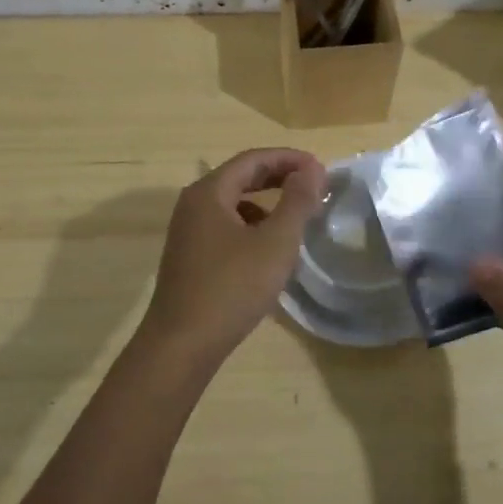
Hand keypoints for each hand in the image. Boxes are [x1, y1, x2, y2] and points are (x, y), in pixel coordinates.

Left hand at [136, 148, 326, 368]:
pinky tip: (268, 250)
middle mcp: (193, 205)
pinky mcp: (190, 257)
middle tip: (313, 185)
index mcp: (209, 193)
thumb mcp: (275, 242)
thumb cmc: (232, 288)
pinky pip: (225, 227)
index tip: (320, 168)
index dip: (288, 159)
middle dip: (278, 178)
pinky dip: (251, 227)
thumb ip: (297, 201)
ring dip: (265, 204)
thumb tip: (312, 168)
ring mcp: (188, 232)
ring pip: (232, 205)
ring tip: (295, 218)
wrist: (182, 345)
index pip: (252, 160)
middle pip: (240, 178)